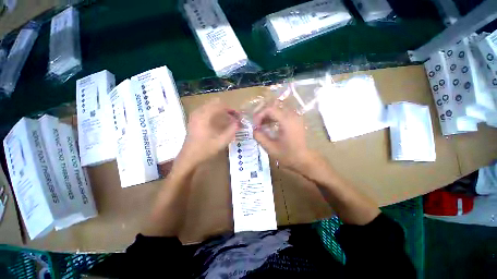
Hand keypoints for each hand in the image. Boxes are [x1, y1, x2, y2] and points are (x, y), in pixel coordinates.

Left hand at [177, 98, 238, 168]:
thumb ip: (231, 131)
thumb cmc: (204, 150)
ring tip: (228, 119)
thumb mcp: (220, 142)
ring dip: (220, 111)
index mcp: (204, 117)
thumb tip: (238, 123)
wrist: (189, 158)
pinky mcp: (194, 120)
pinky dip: (214, 113)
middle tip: (234, 117)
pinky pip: (206, 111)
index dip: (231, 109)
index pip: (220, 105)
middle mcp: (198, 113)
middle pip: (214, 103)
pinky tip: (219, 122)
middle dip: (226, 109)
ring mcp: (194, 116)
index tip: (238, 116)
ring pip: (210, 106)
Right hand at [253, 101, 311, 172]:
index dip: (259, 115)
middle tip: (257, 124)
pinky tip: (270, 126)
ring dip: (268, 116)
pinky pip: (283, 114)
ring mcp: (296, 117)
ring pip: (278, 110)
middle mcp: (292, 116)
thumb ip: (260, 137)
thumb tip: (254, 129)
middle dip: (263, 115)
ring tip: (262, 125)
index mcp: (286, 121)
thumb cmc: (288, 155)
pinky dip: (274, 118)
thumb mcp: (271, 148)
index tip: (255, 126)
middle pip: (274, 107)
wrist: (305, 160)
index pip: (270, 109)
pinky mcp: (296, 121)